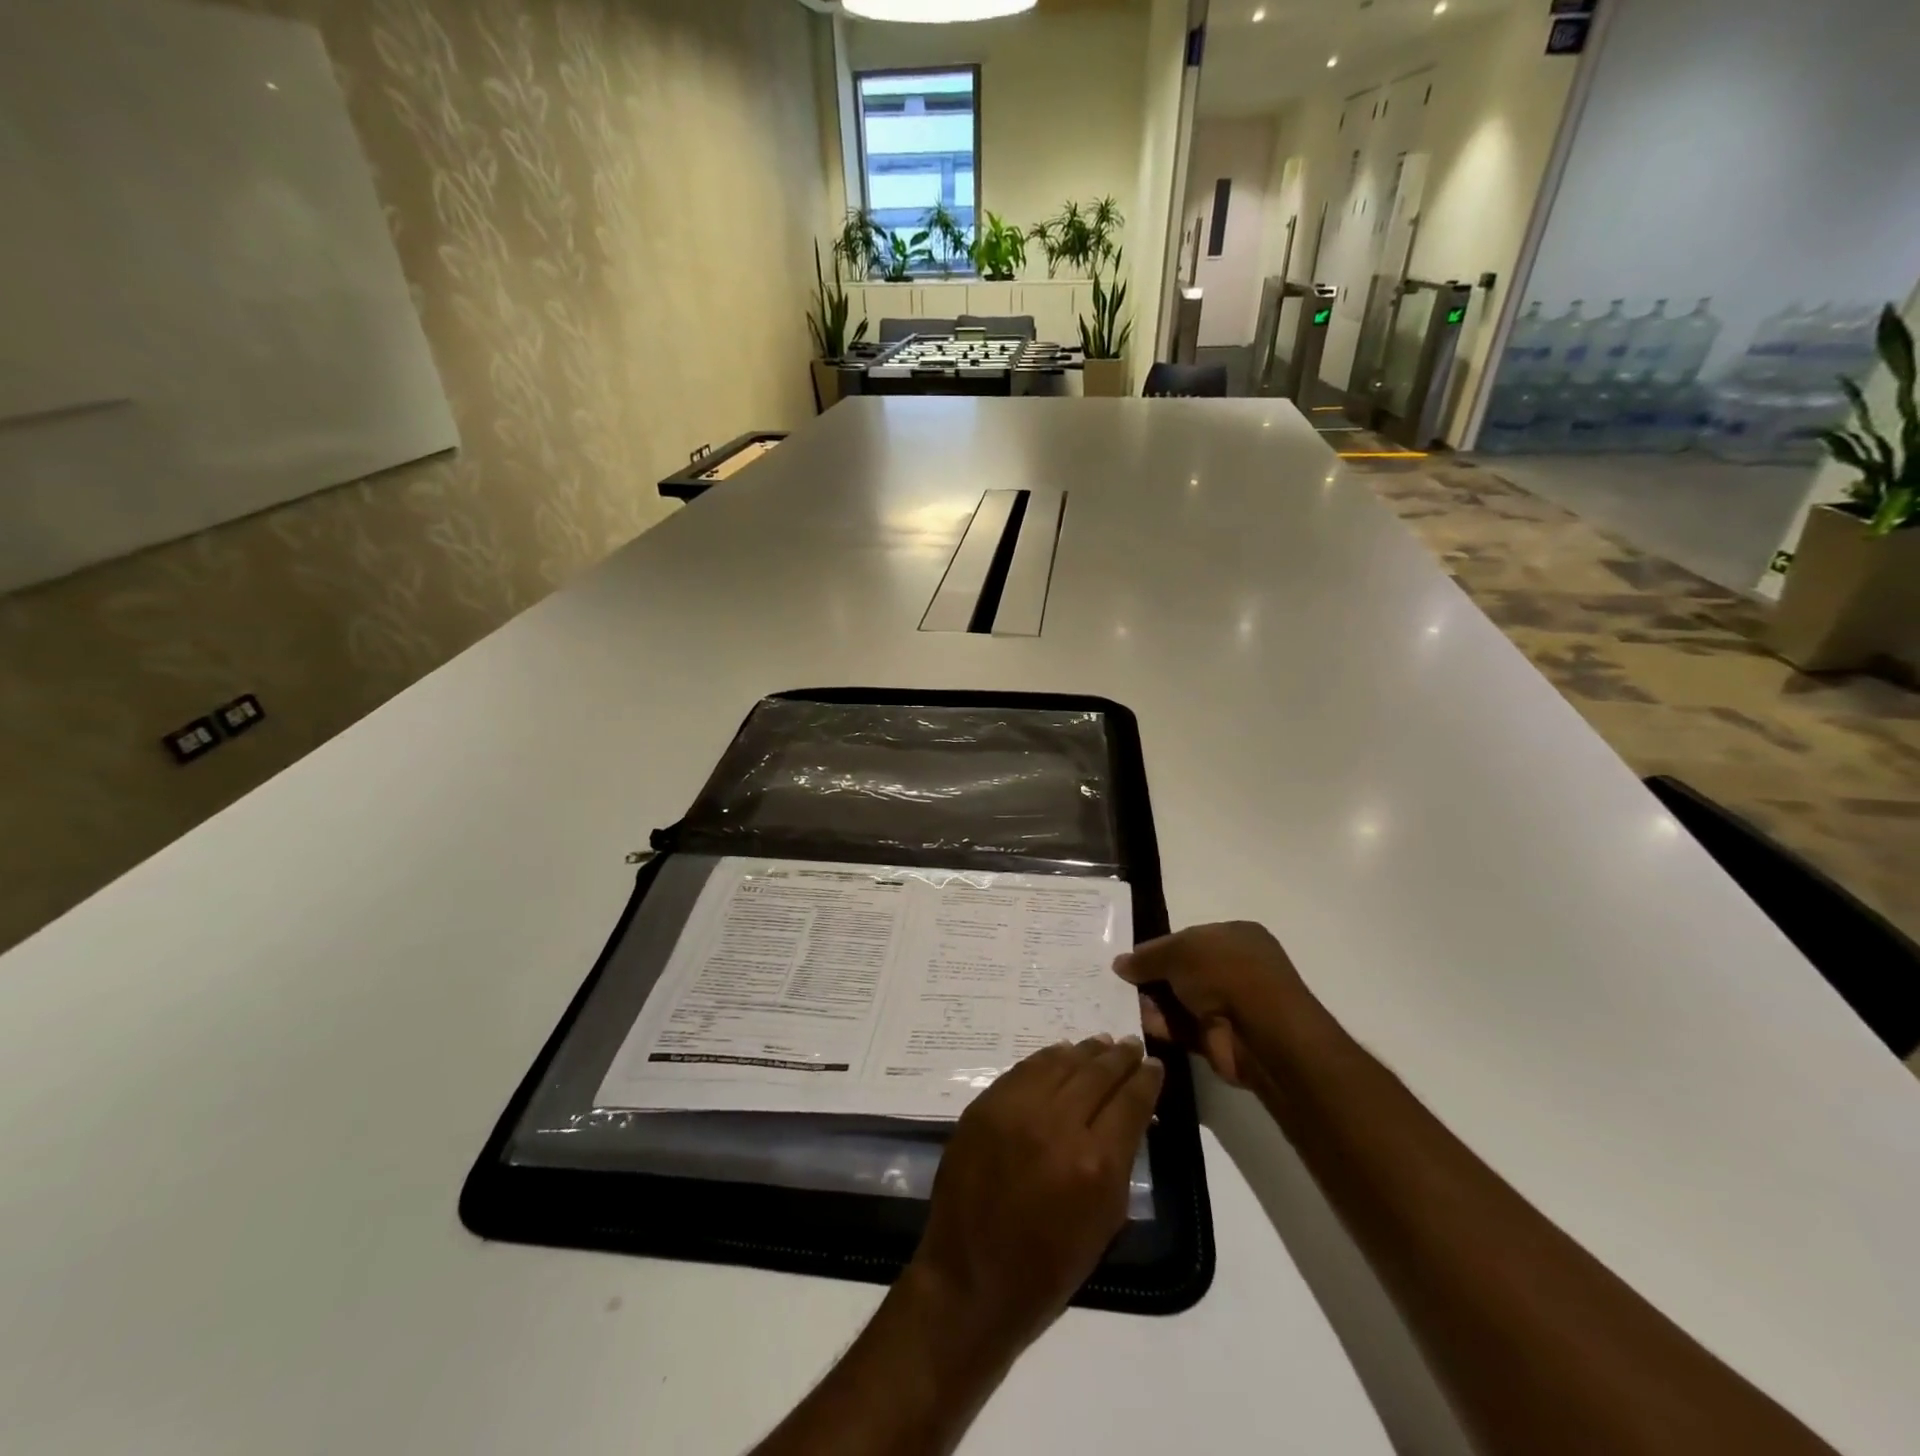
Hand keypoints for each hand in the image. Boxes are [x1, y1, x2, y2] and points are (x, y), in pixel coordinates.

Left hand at [910, 1036, 1162, 1354]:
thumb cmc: (1047, 1268)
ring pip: (1061, 1063)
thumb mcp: (1104, 1222)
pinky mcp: (986, 1104)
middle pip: (1097, 1074)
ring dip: (1086, 1051)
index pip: (1130, 1102)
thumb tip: (1130, 1115)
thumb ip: (1120, 1162)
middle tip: (1133, 1044)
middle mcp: (1057, 1125)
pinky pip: (1025, 1069)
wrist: (970, 1279)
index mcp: (1095, 1164)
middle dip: (1120, 1057)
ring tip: (1103, 1043)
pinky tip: (1062, 1053)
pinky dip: (1049, 1058)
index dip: (1147, 1080)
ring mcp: (1016, 1109)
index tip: (1155, 1065)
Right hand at [1114, 921, 1318, 1087]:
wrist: (1262, 1033)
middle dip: (1152, 977)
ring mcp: (1229, 1004)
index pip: (1188, 938)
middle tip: (1117, 982)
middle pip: (1182, 970)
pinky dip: (1161, 1026)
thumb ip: (1147, 957)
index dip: (1159, 947)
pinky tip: (1135, 1023)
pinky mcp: (1219, 1038)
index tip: (1129, 959)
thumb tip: (1119, 964)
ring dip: (1152, 1003)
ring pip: (1180, 1000)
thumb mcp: (1178, 952)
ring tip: (1116, 1002)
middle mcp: (1235, 968)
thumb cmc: (1225, 973)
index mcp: (1235, 936)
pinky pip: (1182, 1028)